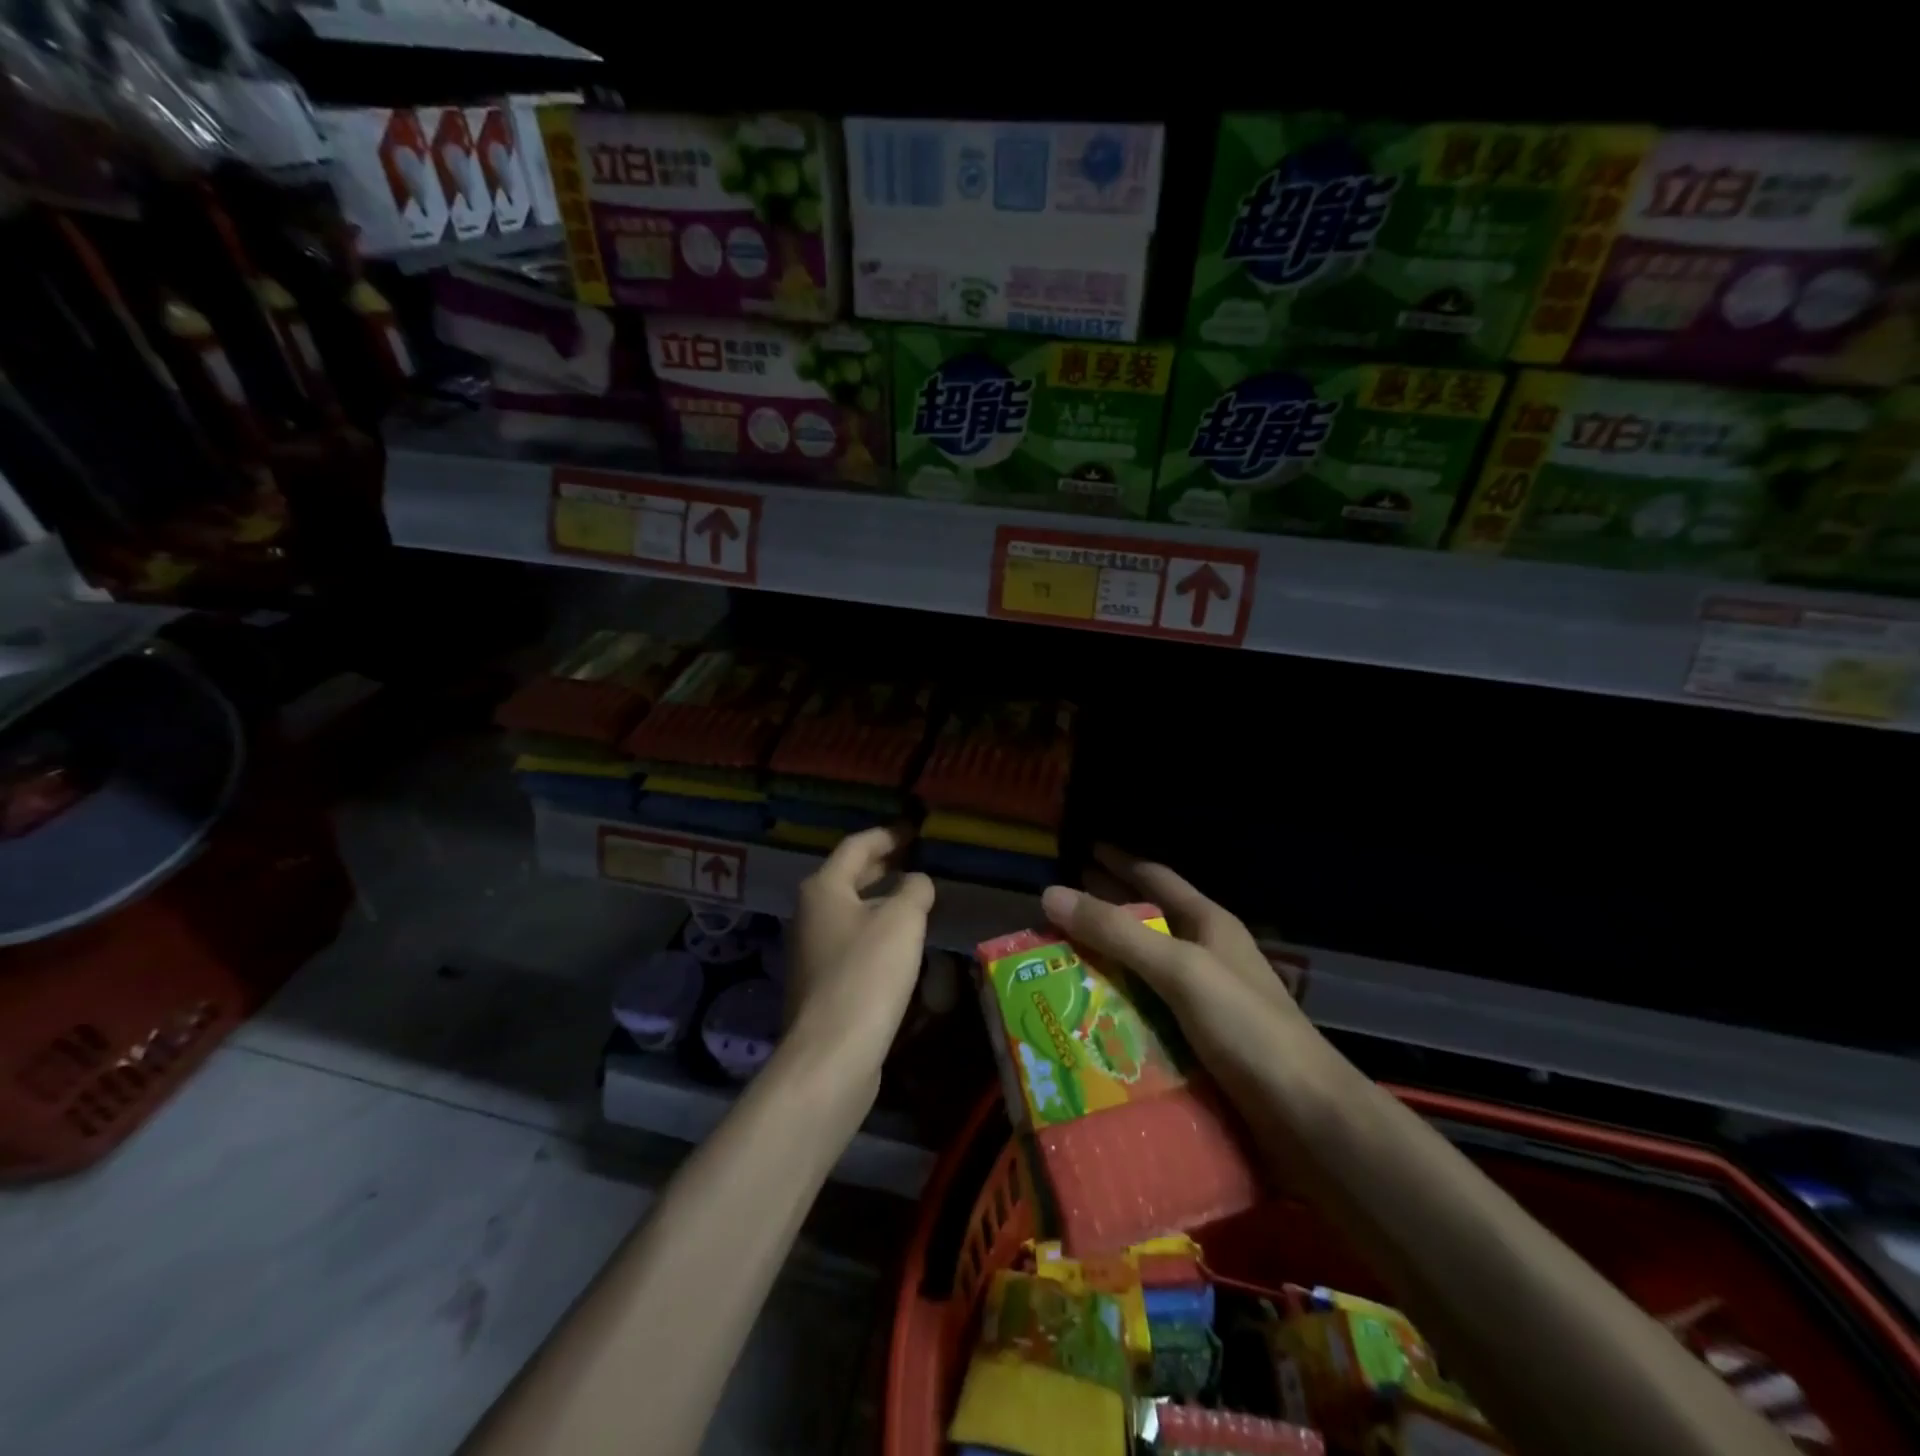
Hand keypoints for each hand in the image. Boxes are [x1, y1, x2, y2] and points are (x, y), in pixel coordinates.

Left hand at [785, 825, 934, 1079]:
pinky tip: (901, 943)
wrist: (832, 1053)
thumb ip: (914, 890)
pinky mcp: (822, 982)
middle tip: (917, 858)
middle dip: (883, 865)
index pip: (857, 846)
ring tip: (915, 897)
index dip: (888, 835)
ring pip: (852, 910)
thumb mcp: (902, 920)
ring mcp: (812, 949)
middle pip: (849, 877)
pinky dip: (876, 930)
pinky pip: (853, 941)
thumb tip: (916, 882)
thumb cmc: (867, 973)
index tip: (915, 831)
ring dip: (881, 900)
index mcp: (823, 888)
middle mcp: (810, 912)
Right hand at [1041, 845, 1312, 1083]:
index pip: (1155, 878)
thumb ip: (1117, 933)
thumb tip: (1051, 894)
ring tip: (1055, 966)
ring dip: (1104, 967)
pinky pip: (1147, 1015)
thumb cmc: (1247, 1028)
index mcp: (1208, 925)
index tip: (1080, 851)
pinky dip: (1116, 1011)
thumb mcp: (1179, 970)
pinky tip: (1086, 1019)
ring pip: (1142, 973)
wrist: (1308, 1119)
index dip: (1119, 863)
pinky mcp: (1199, 1044)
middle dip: (1102, 914)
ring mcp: (1205, 1003)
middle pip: (1145, 924)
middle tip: (1052, 913)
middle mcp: (1206, 956)